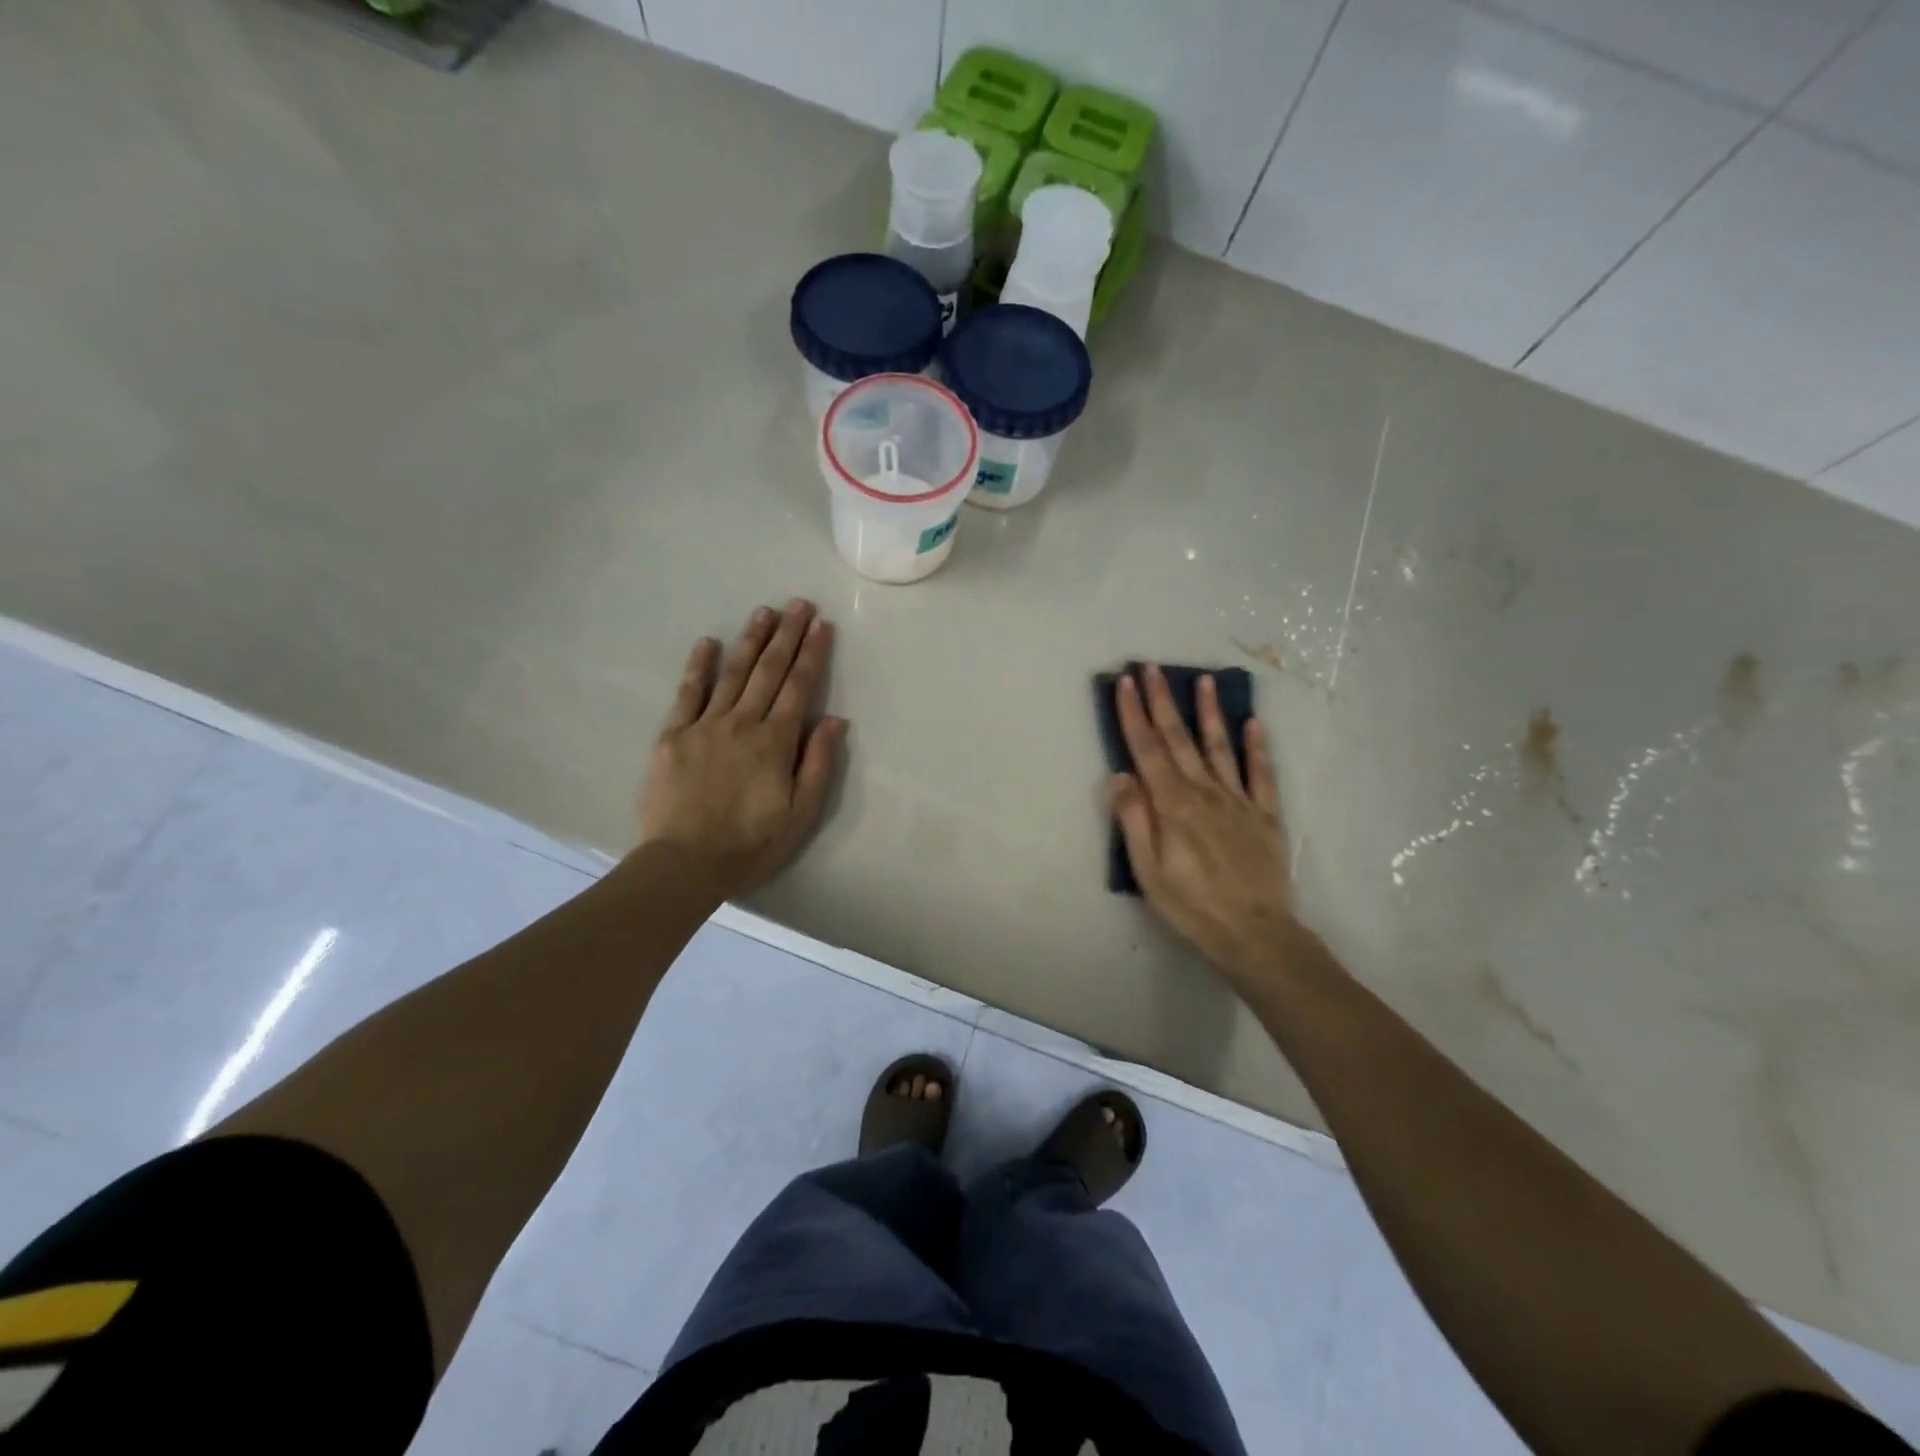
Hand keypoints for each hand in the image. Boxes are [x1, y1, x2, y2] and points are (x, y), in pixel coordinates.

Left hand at [639, 600, 846, 899]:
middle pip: (768, 671)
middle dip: (786, 635)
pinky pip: (688, 693)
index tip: (821, 625)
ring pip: (732, 674)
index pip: (799, 688)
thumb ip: (817, 764)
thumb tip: (835, 720)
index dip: (811, 654)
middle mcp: (742, 723)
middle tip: (798, 604)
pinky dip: (699, 666)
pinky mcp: (674, 736)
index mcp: (774, 742)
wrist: (685, 863)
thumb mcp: (800, 814)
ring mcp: (705, 726)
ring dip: (750, 641)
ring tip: (764, 612)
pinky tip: (708, 642)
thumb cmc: (750, 844)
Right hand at [1110, 665, 1293, 988]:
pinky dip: (1257, 747)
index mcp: (1172, 805)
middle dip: (1163, 701)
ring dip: (1209, 713)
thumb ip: (1134, 820)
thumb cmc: (1192, 907)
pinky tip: (1253, 723)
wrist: (1256, 935)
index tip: (1124, 682)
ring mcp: (1239, 801)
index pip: (1147, 749)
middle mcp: (1204, 792)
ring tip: (1203, 680)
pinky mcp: (1265, 815)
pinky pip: (1261, 774)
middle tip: (1153, 668)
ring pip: (1220, 747)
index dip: (1134, 714)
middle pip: (1179, 739)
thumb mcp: (1148, 871)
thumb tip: (1119, 775)